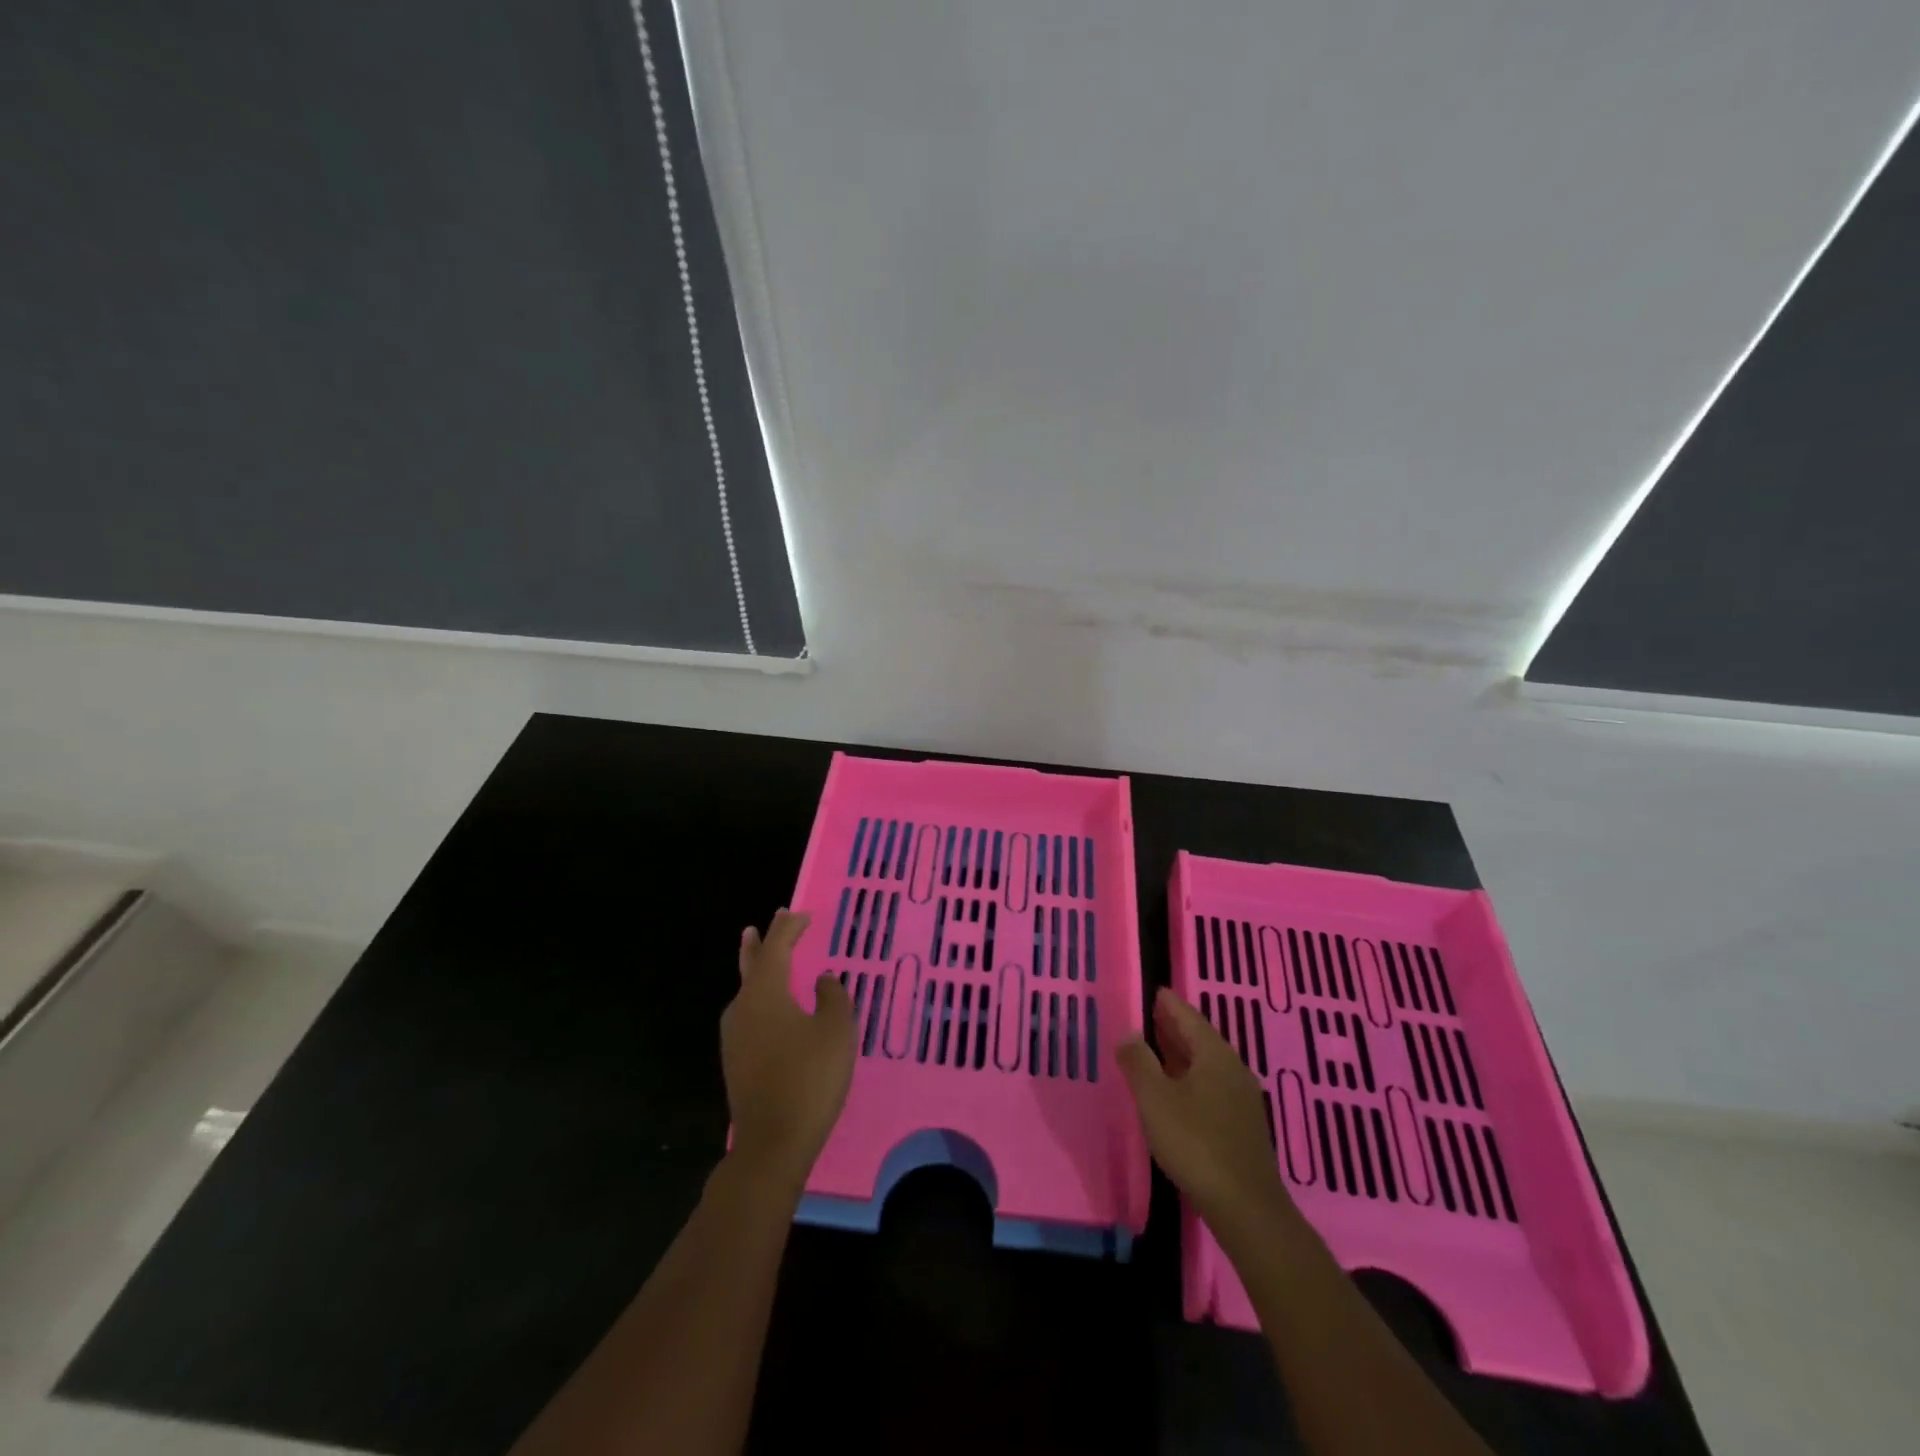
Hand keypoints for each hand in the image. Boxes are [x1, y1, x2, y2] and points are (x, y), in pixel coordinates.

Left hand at [721, 910, 854, 1191]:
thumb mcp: (836, 1031)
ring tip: (765, 960)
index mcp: (765, 992)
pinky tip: (771, 1010)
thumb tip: (822, 980)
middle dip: (760, 943)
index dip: (790, 928)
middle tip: (765, 924)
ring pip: (747, 991)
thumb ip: (833, 997)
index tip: (802, 914)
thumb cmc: (810, 1078)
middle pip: (752, 965)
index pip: (777, 947)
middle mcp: (743, 1007)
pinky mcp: (736, 1061)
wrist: (773, 1143)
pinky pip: (749, 1014)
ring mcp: (735, 1036)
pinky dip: (760, 998)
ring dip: (758, 971)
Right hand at [1118, 988, 1296, 1244]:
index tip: (1155, 991)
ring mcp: (1241, 1098)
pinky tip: (1177, 1090)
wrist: (1246, 1208)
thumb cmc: (1195, 1144)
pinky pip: (1212, 1085)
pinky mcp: (1242, 1125)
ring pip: (1207, 1064)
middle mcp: (1232, 1069)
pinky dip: (1190, 1076)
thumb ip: (1138, 1062)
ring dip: (1182, 1053)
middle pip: (1200, 1038)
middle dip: (1175, 1026)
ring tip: (1158, 1048)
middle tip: (1151, 1014)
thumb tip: (1129, 1033)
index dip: (1169, 1004)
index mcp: (1214, 1055)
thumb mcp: (1155, 1099)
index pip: (1189, 1017)